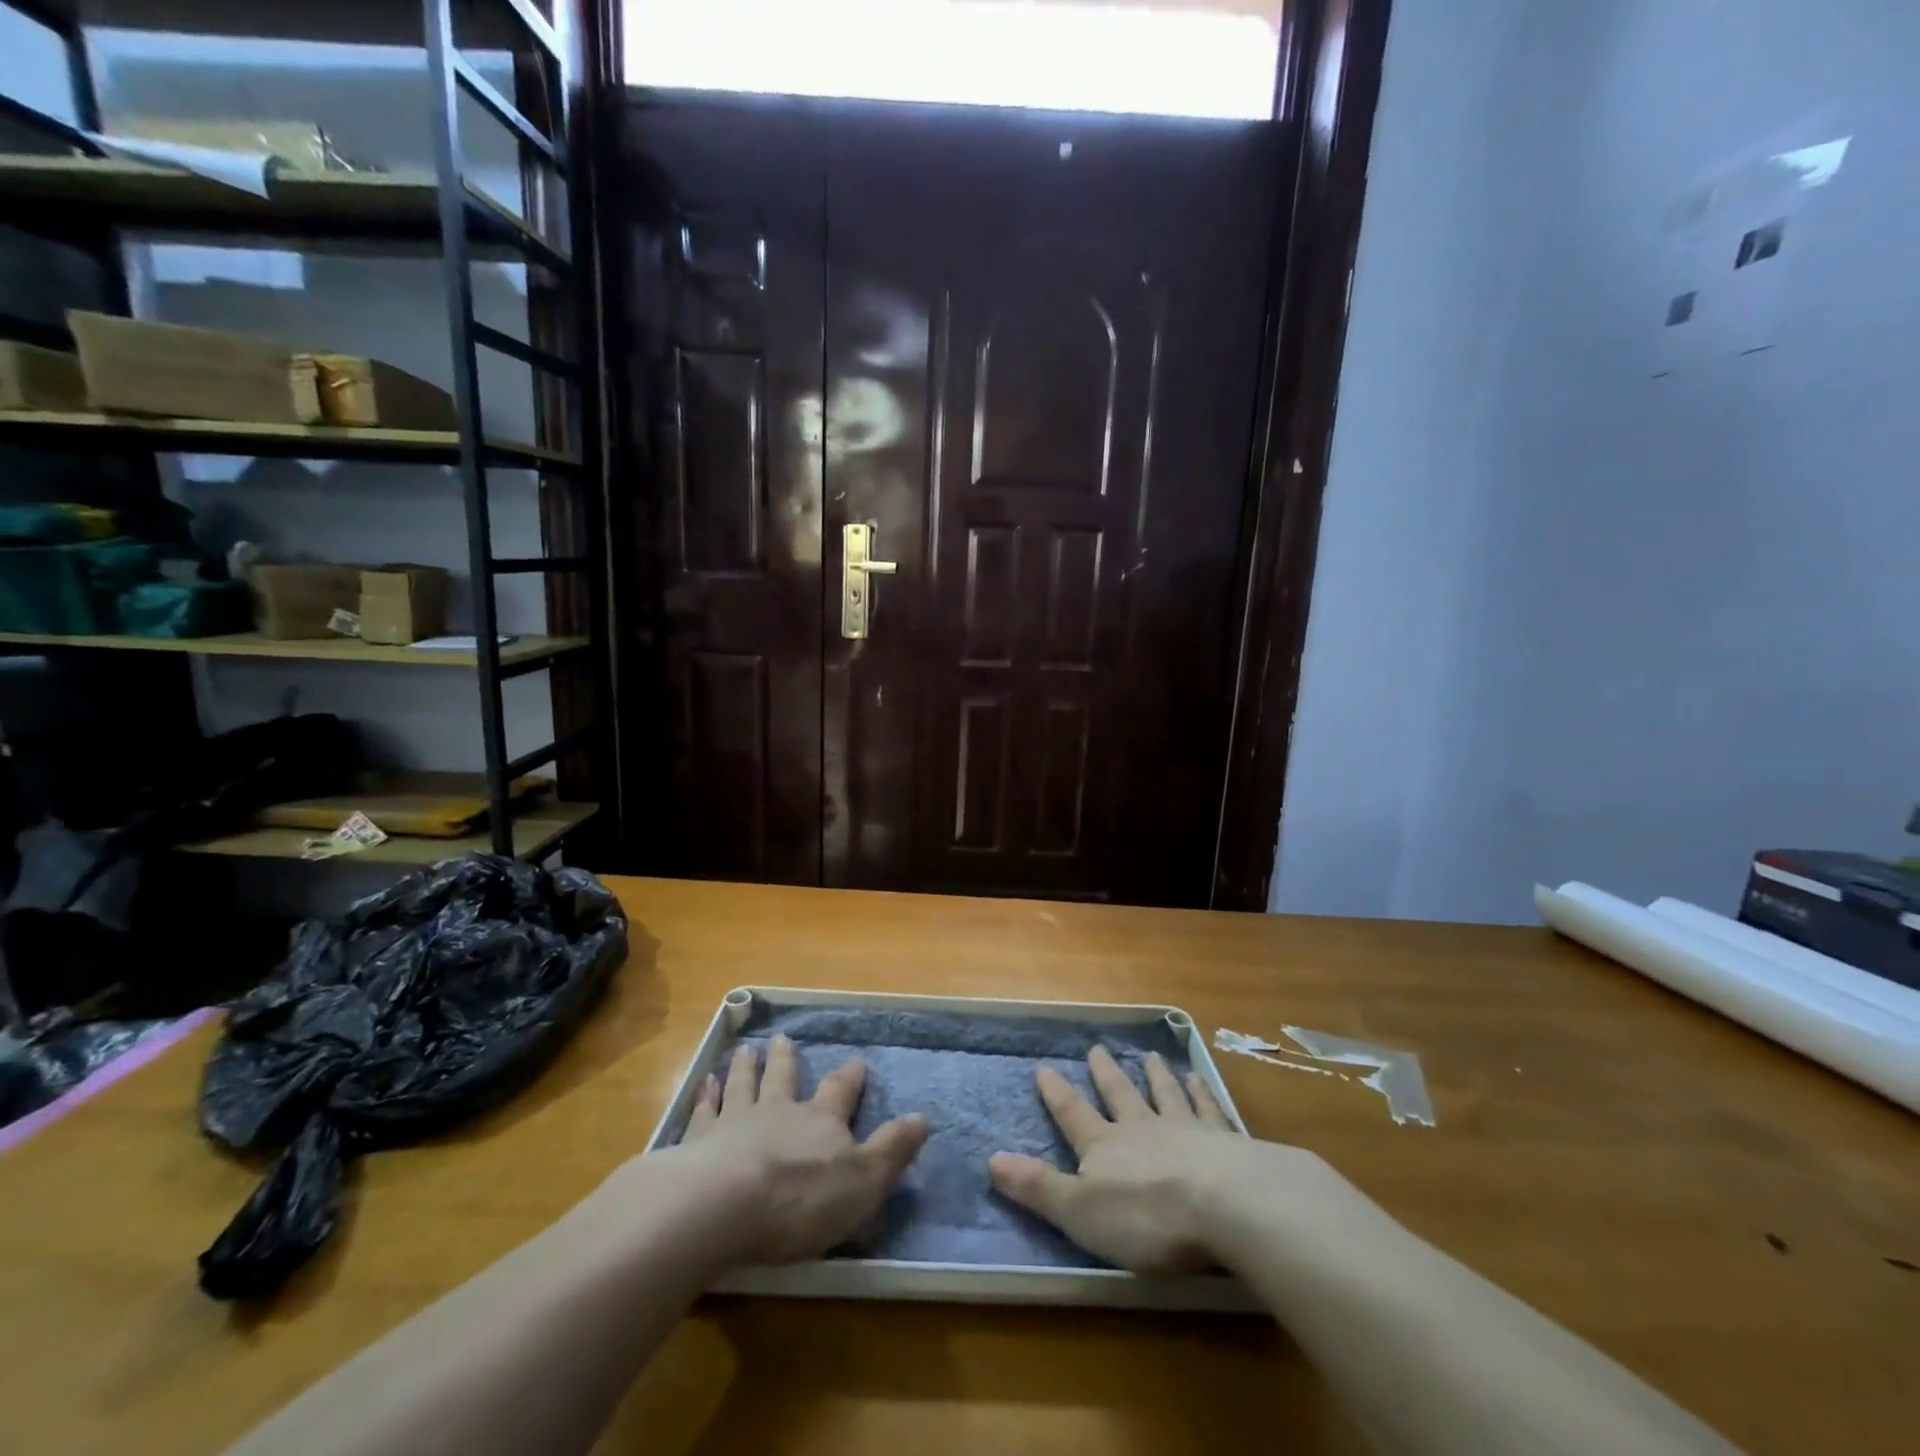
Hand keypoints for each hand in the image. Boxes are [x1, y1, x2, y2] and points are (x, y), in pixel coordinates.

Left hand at [673, 1034, 928, 1265]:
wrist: (723, 1205)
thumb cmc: (800, 1198)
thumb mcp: (862, 1181)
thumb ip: (891, 1150)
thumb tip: (923, 1118)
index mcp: (820, 1122)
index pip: (840, 1093)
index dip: (849, 1078)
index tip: (856, 1060)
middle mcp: (778, 1111)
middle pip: (783, 1079)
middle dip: (786, 1061)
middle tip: (783, 1039)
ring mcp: (735, 1121)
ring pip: (743, 1085)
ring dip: (746, 1068)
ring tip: (746, 1050)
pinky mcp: (698, 1141)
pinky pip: (703, 1111)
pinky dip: (704, 1095)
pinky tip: (703, 1082)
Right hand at [990, 1047, 1361, 1274]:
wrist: (1226, 1205)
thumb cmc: (1146, 1217)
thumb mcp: (1080, 1213)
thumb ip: (1038, 1187)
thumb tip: (991, 1159)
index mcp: (1105, 1147)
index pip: (1073, 1114)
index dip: (1056, 1094)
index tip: (1044, 1067)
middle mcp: (1141, 1128)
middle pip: (1120, 1095)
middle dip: (1106, 1074)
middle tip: (1097, 1048)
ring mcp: (1185, 1129)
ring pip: (1165, 1094)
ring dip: (1156, 1076)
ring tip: (1151, 1056)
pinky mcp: (1225, 1140)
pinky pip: (1208, 1108)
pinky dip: (1201, 1092)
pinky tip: (1199, 1079)